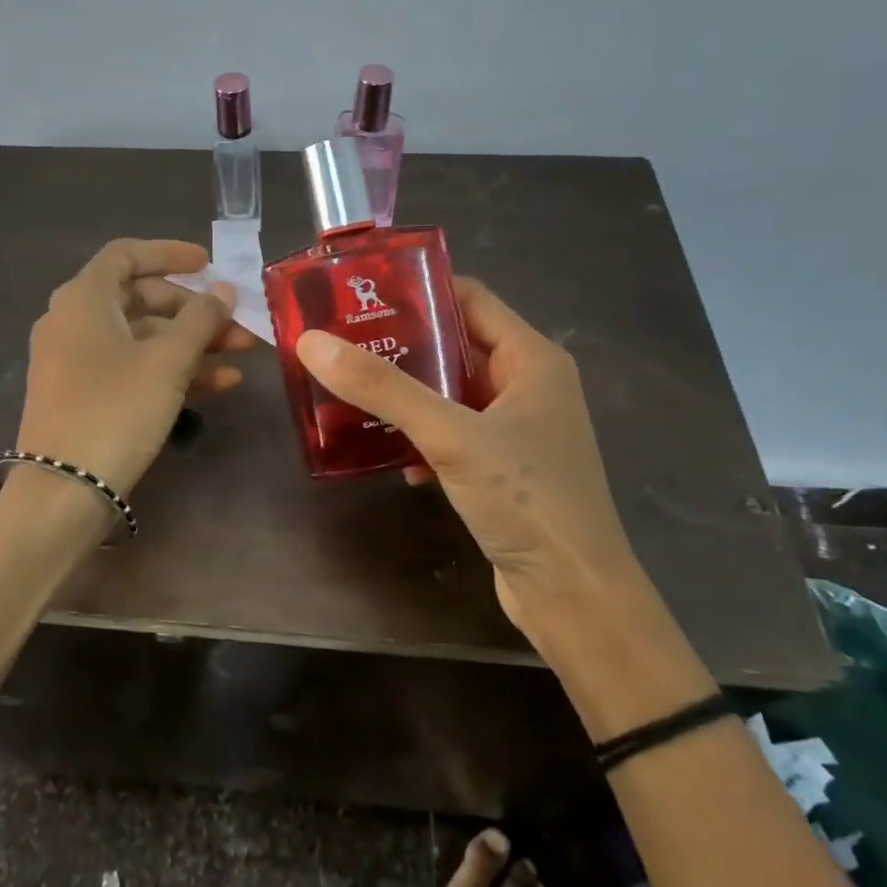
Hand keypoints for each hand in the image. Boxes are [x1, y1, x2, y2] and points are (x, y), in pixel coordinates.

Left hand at [17, 238, 254, 497]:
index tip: (209, 264)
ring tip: (242, 354)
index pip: (126, 255)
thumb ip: (200, 319)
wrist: (63, 492)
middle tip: (236, 323)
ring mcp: (76, 361)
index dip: (169, 254)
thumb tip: (223, 290)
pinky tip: (220, 384)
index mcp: (83, 299)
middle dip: (193, 310)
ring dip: (191, 343)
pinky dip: (171, 370)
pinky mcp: (84, 396)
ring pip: (142, 337)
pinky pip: (132, 368)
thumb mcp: (167, 362)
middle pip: (140, 298)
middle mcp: (73, 322)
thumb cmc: (115, 410)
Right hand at [294, 278, 638, 633]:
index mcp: (530, 359)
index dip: (417, 289)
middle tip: (339, 340)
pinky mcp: (500, 467)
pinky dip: (418, 436)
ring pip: (447, 392)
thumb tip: (313, 342)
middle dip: (399, 343)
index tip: (360, 293)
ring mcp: (514, 429)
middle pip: (453, 344)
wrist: (574, 596)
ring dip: (403, 393)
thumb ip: (384, 389)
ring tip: (347, 388)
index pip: (468, 298)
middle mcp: (526, 385)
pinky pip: (450, 433)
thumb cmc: (526, 501)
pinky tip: (385, 453)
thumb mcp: (451, 436)